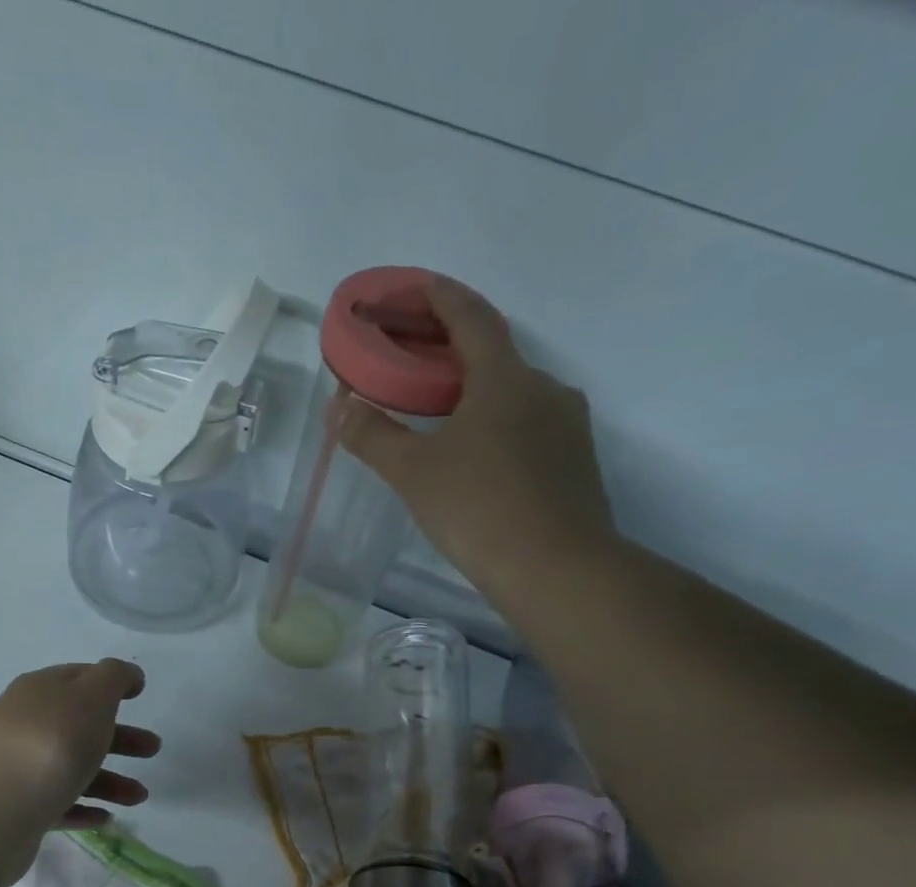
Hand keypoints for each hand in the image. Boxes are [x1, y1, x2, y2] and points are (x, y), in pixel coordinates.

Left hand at [0, 659, 159, 842]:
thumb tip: (127, 676)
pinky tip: (105, 819)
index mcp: (40, 691)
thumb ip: (115, 677)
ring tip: (139, 798)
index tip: (139, 695)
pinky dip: (83, 807)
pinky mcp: (17, 808)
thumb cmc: (52, 742)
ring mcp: (17, 768)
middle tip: (153, 750)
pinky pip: (57, 803)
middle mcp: (25, 724)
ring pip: (71, 768)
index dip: (109, 683)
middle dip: (119, 737)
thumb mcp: (92, 695)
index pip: (78, 678)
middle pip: (79, 726)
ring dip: (110, 780)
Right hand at [339, 278, 616, 599]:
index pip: (469, 316)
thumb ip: (374, 437)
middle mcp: (544, 388)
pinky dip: (498, 424)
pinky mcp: (575, 463)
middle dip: (450, 349)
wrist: (557, 569)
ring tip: (442, 413)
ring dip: (477, 391)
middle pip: (494, 353)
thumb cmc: (478, 509)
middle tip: (413, 358)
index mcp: (505, 378)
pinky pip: (529, 427)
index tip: (409, 289)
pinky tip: (477, 456)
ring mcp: (567, 426)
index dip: (436, 297)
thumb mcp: (413, 473)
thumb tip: (341, 409)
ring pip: (514, 394)